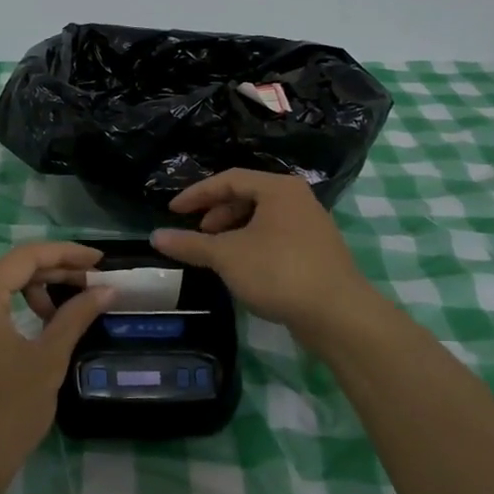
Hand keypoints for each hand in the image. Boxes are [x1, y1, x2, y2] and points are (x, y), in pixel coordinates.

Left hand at [0, 242, 114, 493]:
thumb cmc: (4, 413)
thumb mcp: (47, 361)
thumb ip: (75, 317)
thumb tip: (105, 290)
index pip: (26, 256)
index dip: (66, 254)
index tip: (99, 261)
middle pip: (6, 265)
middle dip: (47, 268)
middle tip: (84, 284)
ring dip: (26, 287)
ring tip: (57, 310)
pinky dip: (7, 305)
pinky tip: (31, 327)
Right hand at [151, 169, 383, 336]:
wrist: (338, 314)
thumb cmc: (279, 272)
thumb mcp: (227, 256)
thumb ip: (190, 244)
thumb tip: (156, 237)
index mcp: (278, 188)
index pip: (228, 179)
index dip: (196, 194)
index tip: (172, 211)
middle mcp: (298, 198)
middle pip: (247, 196)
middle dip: (217, 214)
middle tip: (198, 235)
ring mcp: (311, 225)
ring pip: (262, 218)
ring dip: (233, 231)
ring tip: (216, 254)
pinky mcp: (316, 251)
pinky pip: (275, 236)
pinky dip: (252, 244)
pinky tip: (242, 268)